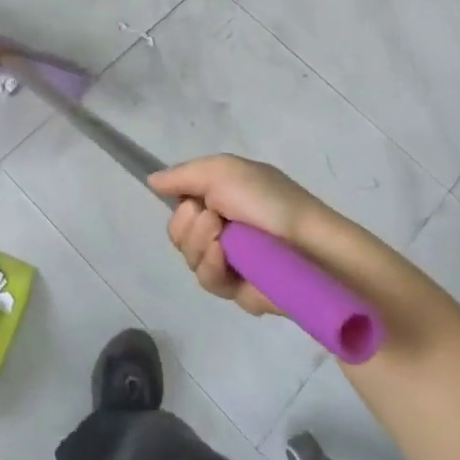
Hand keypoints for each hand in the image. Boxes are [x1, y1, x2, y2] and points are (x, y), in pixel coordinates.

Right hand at [149, 155, 327, 316]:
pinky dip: (211, 266)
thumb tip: (151, 180)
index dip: (180, 204)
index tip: (191, 200)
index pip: (180, 204)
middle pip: (177, 232)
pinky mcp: (236, 289)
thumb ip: (182, 175)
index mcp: (220, 198)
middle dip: (188, 225)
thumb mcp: (222, 170)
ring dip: (200, 244)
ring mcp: (228, 259)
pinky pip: (206, 280)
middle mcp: (221, 227)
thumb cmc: (268, 201)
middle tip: (214, 218)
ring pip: (188, 257)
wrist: (308, 246)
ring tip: (224, 239)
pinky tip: (225, 259)